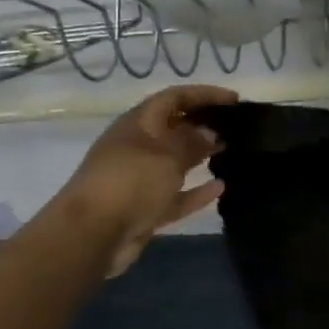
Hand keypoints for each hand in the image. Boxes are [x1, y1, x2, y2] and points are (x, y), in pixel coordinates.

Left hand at [59, 84, 238, 275]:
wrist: (93, 234)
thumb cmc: (131, 182)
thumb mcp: (167, 155)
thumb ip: (192, 141)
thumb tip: (209, 132)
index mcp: (138, 124)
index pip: (174, 98)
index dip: (204, 94)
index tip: (234, 100)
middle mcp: (137, 147)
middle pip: (174, 128)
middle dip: (202, 124)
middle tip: (235, 127)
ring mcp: (139, 179)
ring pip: (175, 162)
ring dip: (200, 156)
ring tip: (230, 152)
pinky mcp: (144, 208)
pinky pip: (175, 195)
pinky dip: (196, 191)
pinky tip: (221, 188)